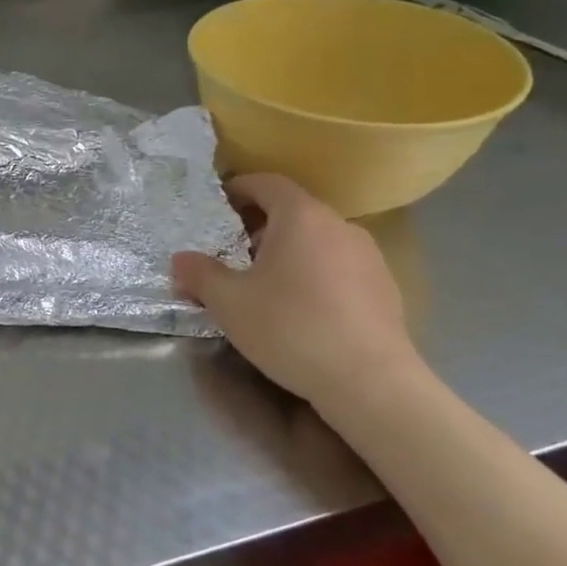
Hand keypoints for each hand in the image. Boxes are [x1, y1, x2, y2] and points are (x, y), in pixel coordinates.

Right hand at [172, 174, 419, 413]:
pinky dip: (315, 275)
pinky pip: (339, 268)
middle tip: (233, 253)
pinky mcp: (385, 289)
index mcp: (301, 217)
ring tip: (265, 285)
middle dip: (260, 227)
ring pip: (318, 241)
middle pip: (294, 212)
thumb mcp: (228, 302)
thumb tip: (181, 260)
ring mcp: (369, 257)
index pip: (268, 183)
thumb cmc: (290, 328)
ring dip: (289, 253)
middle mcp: (339, 226)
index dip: (241, 188)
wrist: (370, 382)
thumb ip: (200, 274)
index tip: (220, 205)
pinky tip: (301, 310)